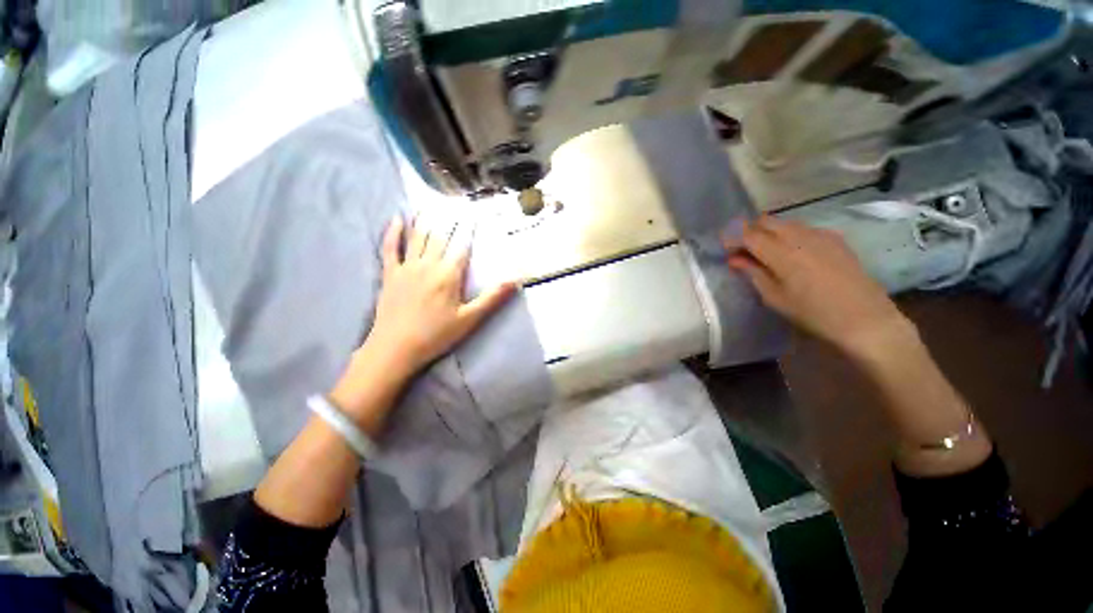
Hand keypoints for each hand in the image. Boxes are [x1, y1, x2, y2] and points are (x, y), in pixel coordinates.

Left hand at [367, 215, 516, 373]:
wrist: (396, 348)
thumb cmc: (437, 334)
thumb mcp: (470, 318)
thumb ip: (493, 298)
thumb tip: (516, 280)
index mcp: (449, 274)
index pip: (462, 246)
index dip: (469, 229)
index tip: (474, 213)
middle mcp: (428, 264)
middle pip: (441, 237)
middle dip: (449, 220)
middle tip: (455, 204)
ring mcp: (407, 267)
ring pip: (418, 238)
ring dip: (426, 220)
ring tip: (431, 204)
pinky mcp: (390, 274)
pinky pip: (391, 248)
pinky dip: (394, 233)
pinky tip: (397, 219)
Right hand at [725, 216, 908, 357]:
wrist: (866, 319)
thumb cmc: (813, 313)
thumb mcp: (775, 297)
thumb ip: (753, 273)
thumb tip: (734, 259)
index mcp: (782, 252)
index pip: (748, 234)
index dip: (732, 238)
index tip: (725, 249)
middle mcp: (800, 236)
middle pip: (766, 221)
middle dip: (749, 232)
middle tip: (743, 251)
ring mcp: (820, 234)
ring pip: (784, 222)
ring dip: (769, 232)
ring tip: (765, 253)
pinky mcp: (835, 238)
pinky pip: (803, 228)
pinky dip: (789, 235)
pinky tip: (792, 253)